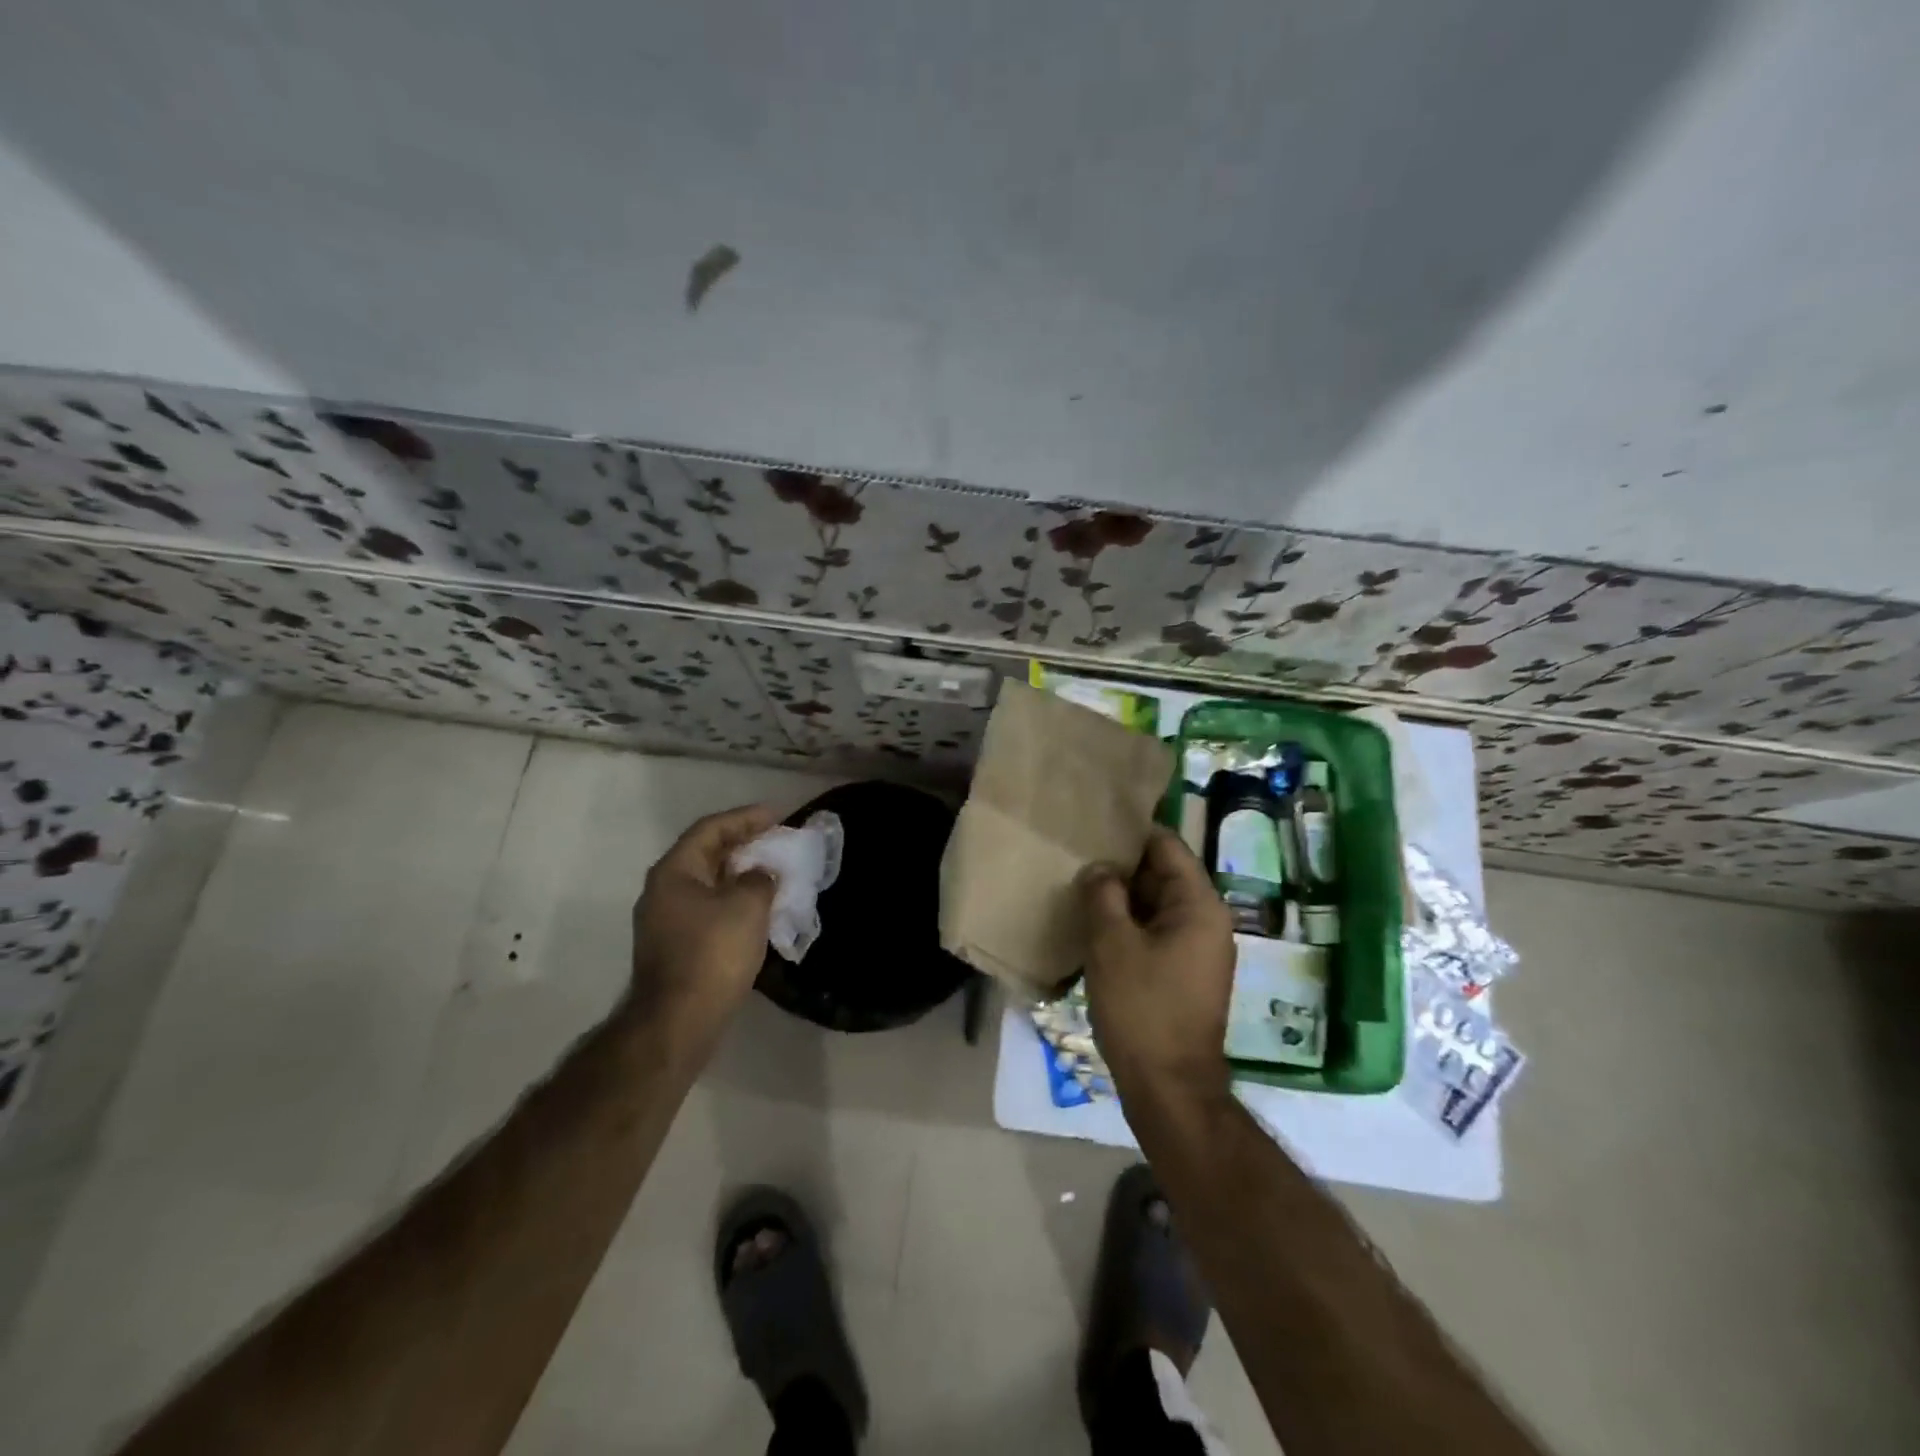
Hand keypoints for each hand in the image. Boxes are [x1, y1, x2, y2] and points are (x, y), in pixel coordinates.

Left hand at [628, 804, 777, 1030]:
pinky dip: (733, 900)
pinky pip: (708, 908)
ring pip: (708, 883)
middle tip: (777, 840)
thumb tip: (761, 875)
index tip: (778, 815)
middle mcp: (663, 890)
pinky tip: (757, 908)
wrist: (679, 1021)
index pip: (711, 829)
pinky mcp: (675, 946)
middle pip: (706, 854)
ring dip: (739, 874)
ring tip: (772, 871)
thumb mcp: (748, 906)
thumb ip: (760, 879)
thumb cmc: (713, 953)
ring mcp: (665, 921)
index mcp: (674, 871)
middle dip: (743, 845)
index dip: (746, 818)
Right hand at [1080, 827, 1235, 1105]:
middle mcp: (1207, 920)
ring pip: (1156, 905)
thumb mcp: (1112, 944)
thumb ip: (1103, 894)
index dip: (1130, 834)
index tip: (1093, 827)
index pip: (1167, 847)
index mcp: (1199, 905)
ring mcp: (1198, 949)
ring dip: (1122, 898)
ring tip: (1080, 888)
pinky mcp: (1184, 973)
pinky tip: (1095, 926)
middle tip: (1077, 858)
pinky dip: (1129, 924)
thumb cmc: (1142, 1008)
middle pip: (1163, 874)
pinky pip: (1156, 932)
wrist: (1168, 1087)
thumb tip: (1099, 868)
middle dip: (1122, 867)